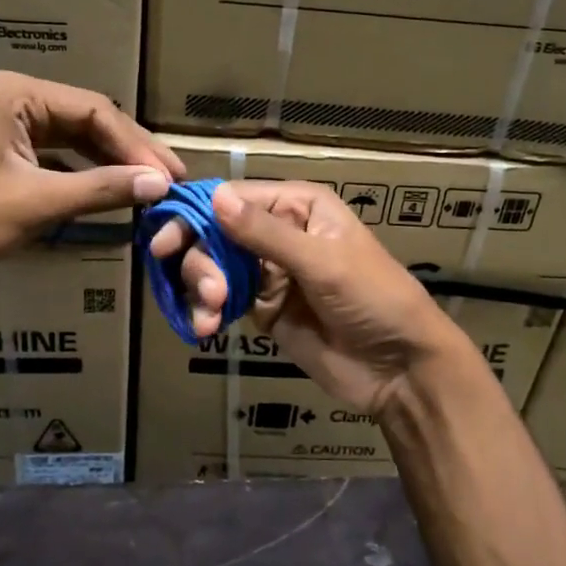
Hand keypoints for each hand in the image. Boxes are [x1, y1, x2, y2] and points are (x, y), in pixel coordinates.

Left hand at [0, 71, 182, 308]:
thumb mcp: (35, 204)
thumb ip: (101, 189)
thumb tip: (161, 184)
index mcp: (16, 94)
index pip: (95, 111)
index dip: (138, 145)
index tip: (173, 176)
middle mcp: (13, 100)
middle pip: (88, 122)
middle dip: (129, 154)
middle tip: (171, 182)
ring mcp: (6, 127)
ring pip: (74, 141)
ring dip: (110, 166)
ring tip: (151, 189)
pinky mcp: (2, 155)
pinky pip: (56, 159)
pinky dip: (84, 177)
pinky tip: (112, 195)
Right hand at [147, 180, 475, 416]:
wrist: (399, 367)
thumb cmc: (373, 298)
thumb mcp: (323, 262)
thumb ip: (266, 234)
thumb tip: (215, 197)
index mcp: (298, 206)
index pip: (235, 198)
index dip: (197, 215)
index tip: (166, 240)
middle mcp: (278, 232)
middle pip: (216, 233)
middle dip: (202, 260)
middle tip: (207, 290)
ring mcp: (268, 272)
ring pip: (213, 266)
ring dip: (202, 287)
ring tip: (210, 314)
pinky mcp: (261, 308)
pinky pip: (221, 300)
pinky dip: (207, 310)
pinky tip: (205, 327)